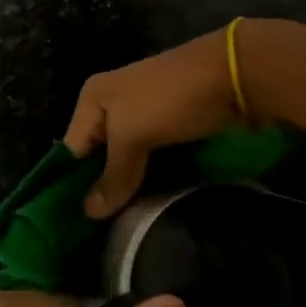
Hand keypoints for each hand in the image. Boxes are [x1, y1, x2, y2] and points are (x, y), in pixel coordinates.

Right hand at [63, 26, 245, 217]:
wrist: (234, 74)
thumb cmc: (172, 99)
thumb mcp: (134, 134)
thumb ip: (112, 174)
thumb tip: (88, 213)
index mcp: (93, 99)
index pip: (71, 151)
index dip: (73, 186)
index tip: (75, 228)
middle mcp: (112, 105)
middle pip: (97, 156)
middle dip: (101, 189)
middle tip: (101, 232)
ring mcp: (143, 115)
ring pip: (125, 160)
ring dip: (127, 187)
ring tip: (123, 225)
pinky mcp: (169, 127)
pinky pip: (150, 158)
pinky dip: (149, 178)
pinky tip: (149, 204)